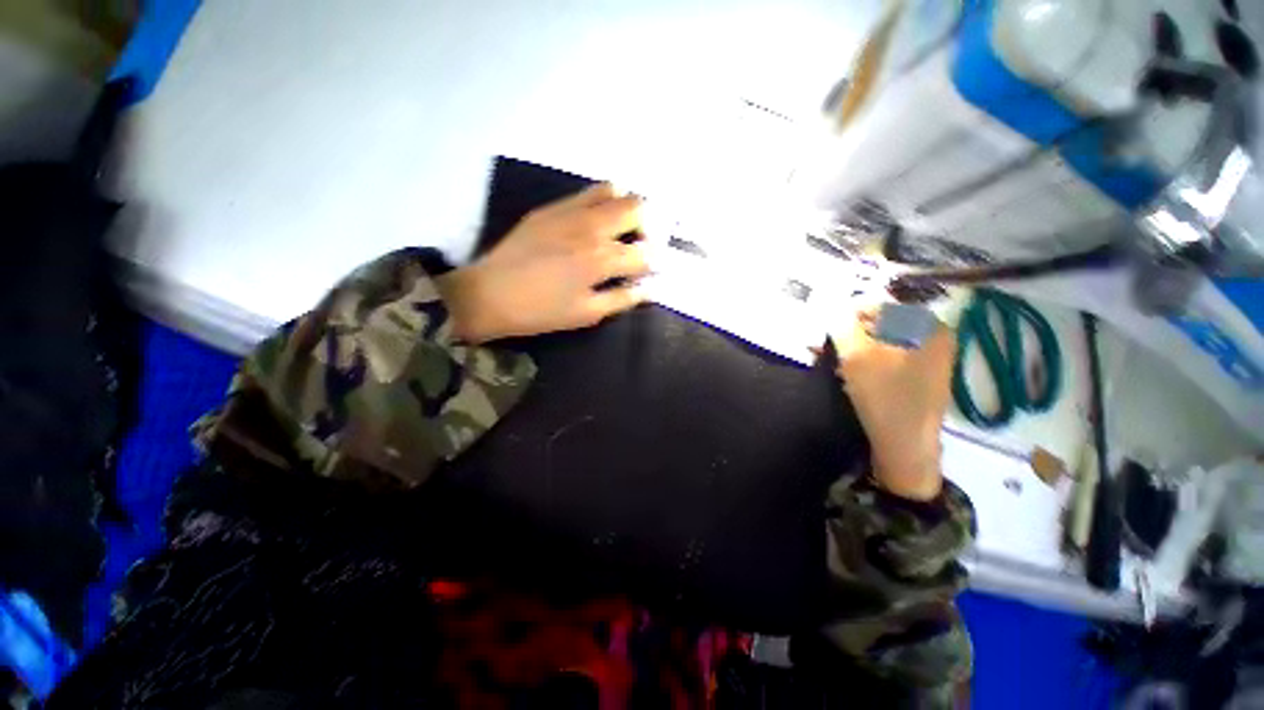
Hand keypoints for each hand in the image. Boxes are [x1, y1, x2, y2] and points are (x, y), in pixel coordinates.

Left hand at [437, 183, 649, 342]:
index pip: (644, 253)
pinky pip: (587, 193)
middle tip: (640, 244)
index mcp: (601, 259)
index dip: (654, 263)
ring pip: (614, 192)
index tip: (652, 270)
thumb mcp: (587, 314)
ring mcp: (570, 212)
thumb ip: (623, 298)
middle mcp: (591, 227)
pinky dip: (603, 201)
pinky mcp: (552, 208)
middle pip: (637, 208)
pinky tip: (596, 220)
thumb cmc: (541, 311)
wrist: (490, 294)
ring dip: (627, 208)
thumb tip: (650, 289)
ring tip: (621, 228)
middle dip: (648, 226)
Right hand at [831, 308, 955, 500]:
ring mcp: (927, 361)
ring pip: (881, 343)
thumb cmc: (884, 396)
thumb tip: (832, 308)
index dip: (851, 310)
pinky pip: (885, 359)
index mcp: (929, 327)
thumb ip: (842, 326)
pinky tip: (842, 370)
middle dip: (847, 331)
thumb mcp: (857, 356)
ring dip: (851, 347)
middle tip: (822, 342)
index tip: (825, 323)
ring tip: (825, 356)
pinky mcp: (916, 379)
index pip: (885, 304)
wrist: (904, 447)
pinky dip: (863, 361)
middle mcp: (933, 339)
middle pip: (883, 323)